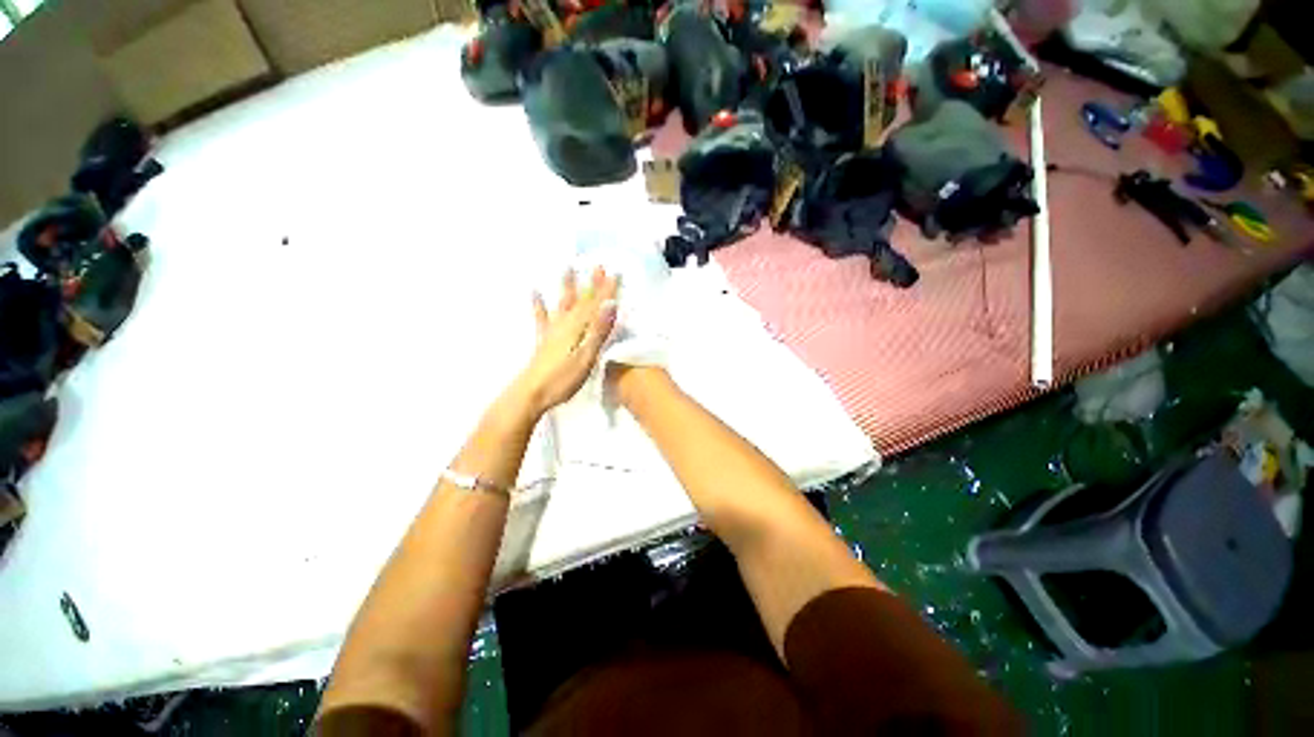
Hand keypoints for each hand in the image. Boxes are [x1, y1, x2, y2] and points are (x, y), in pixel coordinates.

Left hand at [513, 268, 619, 415]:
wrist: (531, 394)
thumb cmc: (562, 379)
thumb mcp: (586, 357)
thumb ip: (598, 331)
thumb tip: (610, 304)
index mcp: (578, 328)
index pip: (596, 305)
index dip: (606, 289)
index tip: (615, 272)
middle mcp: (565, 325)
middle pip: (581, 300)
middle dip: (591, 284)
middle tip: (597, 265)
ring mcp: (552, 332)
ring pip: (563, 304)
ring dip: (567, 286)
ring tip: (568, 268)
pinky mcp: (544, 341)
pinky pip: (541, 318)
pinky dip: (539, 304)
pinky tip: (535, 292)